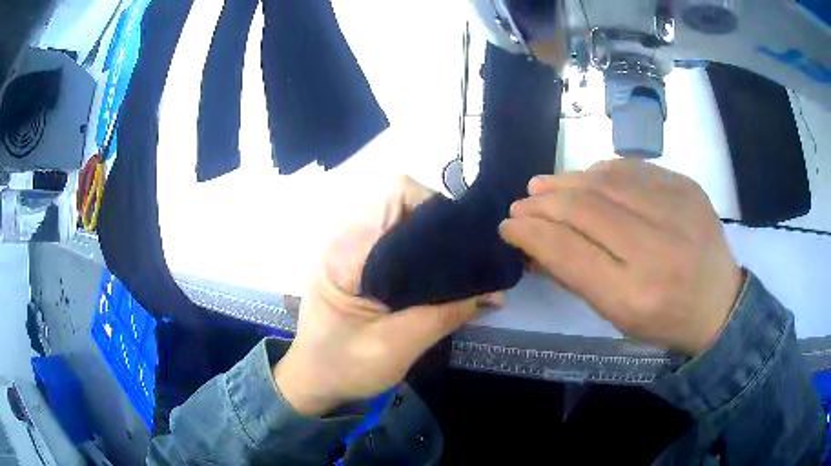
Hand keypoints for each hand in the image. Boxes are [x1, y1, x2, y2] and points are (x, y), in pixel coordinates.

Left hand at [274, 177, 500, 415]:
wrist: (313, 380)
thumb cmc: (346, 368)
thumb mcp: (399, 346)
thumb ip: (447, 314)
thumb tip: (496, 292)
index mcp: (346, 254)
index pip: (394, 196)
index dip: (434, 209)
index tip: (461, 242)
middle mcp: (342, 238)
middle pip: (396, 196)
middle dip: (433, 218)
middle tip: (457, 255)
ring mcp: (345, 245)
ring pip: (394, 212)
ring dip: (424, 230)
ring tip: (446, 263)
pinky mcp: (352, 257)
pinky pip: (388, 232)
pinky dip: (413, 242)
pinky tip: (428, 271)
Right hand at [499, 159, 742, 355]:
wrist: (719, 303)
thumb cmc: (664, 319)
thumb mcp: (617, 316)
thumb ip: (575, 276)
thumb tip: (534, 242)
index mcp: (634, 295)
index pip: (568, 252)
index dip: (531, 233)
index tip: (509, 225)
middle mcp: (657, 250)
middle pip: (584, 209)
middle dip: (543, 202)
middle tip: (522, 202)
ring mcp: (677, 211)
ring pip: (605, 181)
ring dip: (566, 181)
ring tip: (544, 185)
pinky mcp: (687, 187)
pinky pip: (632, 169)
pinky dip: (600, 172)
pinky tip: (586, 178)